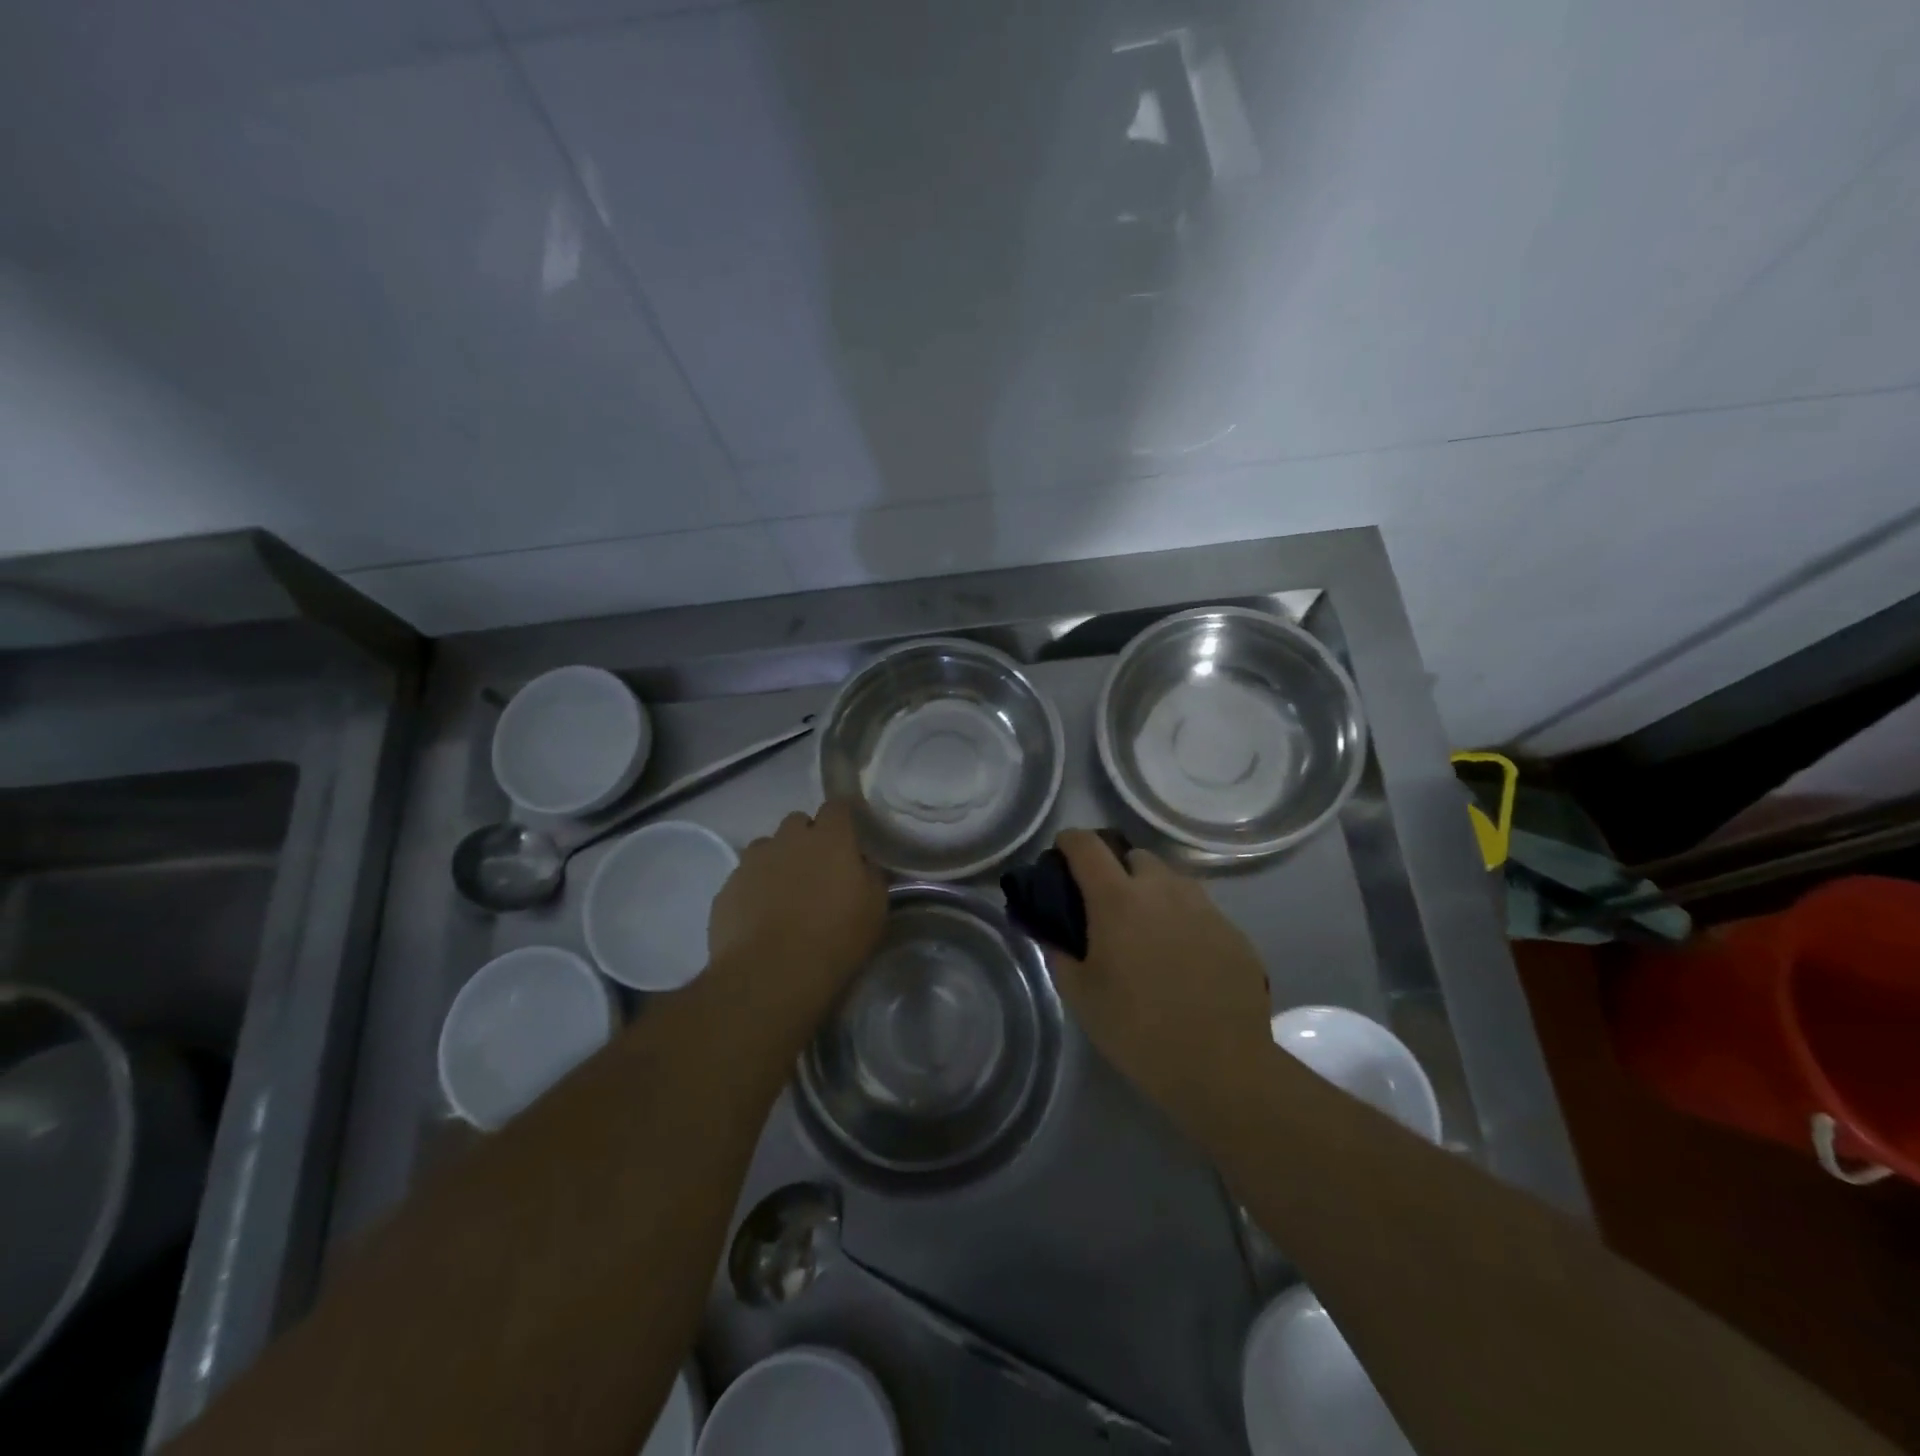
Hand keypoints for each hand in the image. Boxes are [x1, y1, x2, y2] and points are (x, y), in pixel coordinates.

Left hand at [707, 800, 887, 1020]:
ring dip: (778, 860)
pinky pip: (744, 877)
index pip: (837, 806)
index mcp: (830, 839)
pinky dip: (754, 888)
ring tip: (785, 894)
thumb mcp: (875, 909)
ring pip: (767, 847)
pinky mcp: (727, 887)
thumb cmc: (835, 940)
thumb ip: (871, 875)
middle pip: (798, 822)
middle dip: (807, 838)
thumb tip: (863, 864)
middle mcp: (789, 839)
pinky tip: (760, 917)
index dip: (843, 818)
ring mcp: (753, 861)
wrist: (771, 975)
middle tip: (817, 870)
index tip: (849, 837)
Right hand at [1052, 829, 1272, 1135]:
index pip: (1087, 846)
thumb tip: (1051, 933)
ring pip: (1171, 880)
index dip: (1069, 842)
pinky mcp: (1233, 931)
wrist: (1221, 1065)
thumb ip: (1059, 954)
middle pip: (1134, 856)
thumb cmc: (1137, 1029)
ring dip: (1153, 891)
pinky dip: (1183, 920)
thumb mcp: (1081, 996)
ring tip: (1147, 931)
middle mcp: (1162, 889)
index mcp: (1117, 899)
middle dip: (1116, 869)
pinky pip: (1200, 910)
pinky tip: (1183, 958)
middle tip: (1107, 906)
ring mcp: (1203, 907)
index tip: (1061, 855)